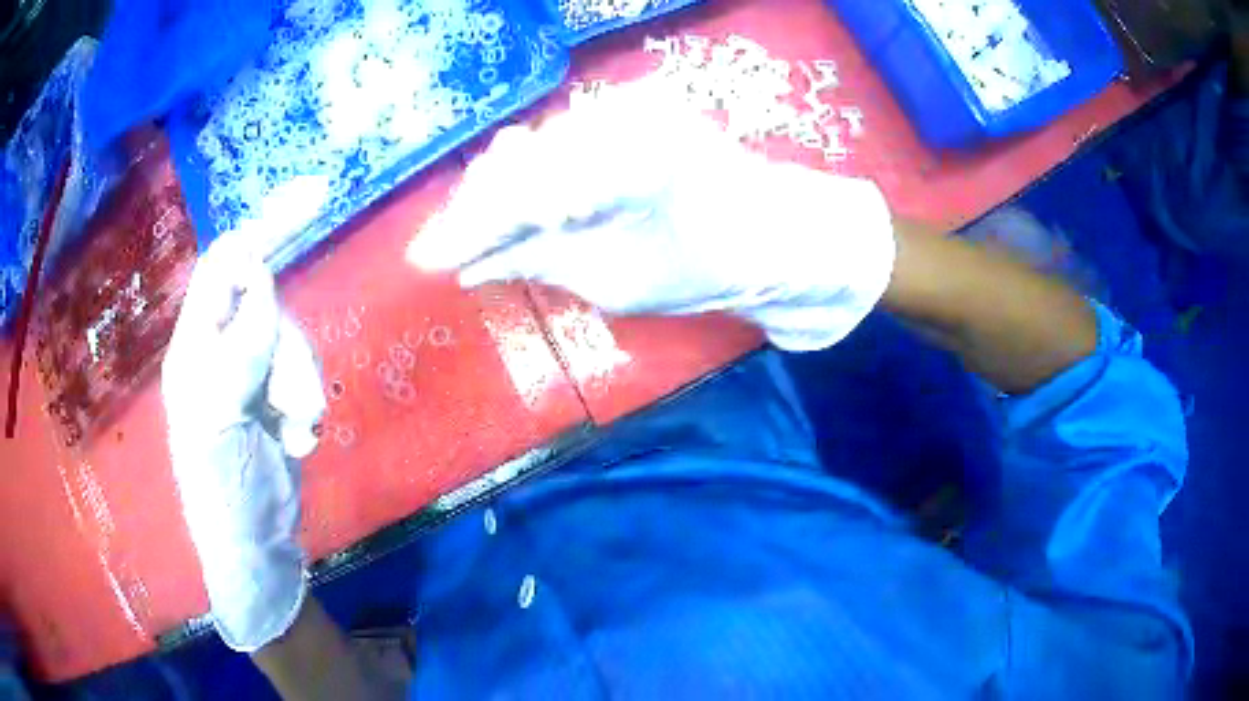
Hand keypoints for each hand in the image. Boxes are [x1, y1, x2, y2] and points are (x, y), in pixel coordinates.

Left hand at [162, 235, 325, 651]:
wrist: (254, 549)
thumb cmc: (224, 493)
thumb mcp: (220, 419)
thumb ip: (238, 344)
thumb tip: (260, 274)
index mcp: (194, 348)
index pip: (225, 265)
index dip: (265, 226)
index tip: (317, 196)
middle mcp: (219, 351)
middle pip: (269, 305)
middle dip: (291, 350)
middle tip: (298, 404)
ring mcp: (249, 376)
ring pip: (291, 342)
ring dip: (304, 386)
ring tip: (299, 433)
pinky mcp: (274, 399)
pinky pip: (303, 375)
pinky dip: (309, 406)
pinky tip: (300, 441)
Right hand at [407, 87, 895, 350]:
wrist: (785, 233)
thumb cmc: (714, 269)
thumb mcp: (617, 283)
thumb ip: (538, 261)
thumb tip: (470, 266)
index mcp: (625, 163)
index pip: (516, 193)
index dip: (465, 228)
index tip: (424, 260)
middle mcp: (620, 117)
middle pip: (517, 160)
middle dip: (479, 208)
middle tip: (455, 250)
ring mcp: (628, 107)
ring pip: (535, 146)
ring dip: (505, 190)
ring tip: (486, 232)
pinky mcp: (634, 109)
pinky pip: (562, 139)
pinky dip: (537, 175)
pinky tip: (527, 204)